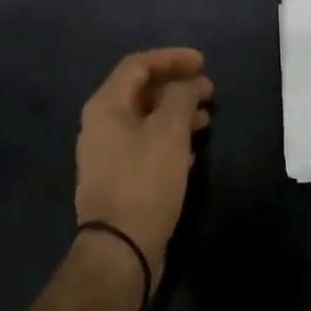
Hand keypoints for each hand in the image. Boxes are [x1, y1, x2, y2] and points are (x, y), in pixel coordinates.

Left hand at [73, 48, 212, 297]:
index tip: (203, 62)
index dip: (172, 58)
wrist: (119, 252)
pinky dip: (170, 140)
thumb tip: (187, 84)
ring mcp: (107, 155)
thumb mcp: (169, 132)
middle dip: (177, 87)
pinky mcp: (118, 180)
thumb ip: (180, 97)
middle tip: (209, 91)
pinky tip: (192, 152)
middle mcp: (101, 125)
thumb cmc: (144, 182)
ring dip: (177, 114)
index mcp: (106, 106)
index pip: (139, 65)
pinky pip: (146, 146)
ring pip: (146, 120)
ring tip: (206, 119)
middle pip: (141, 91)